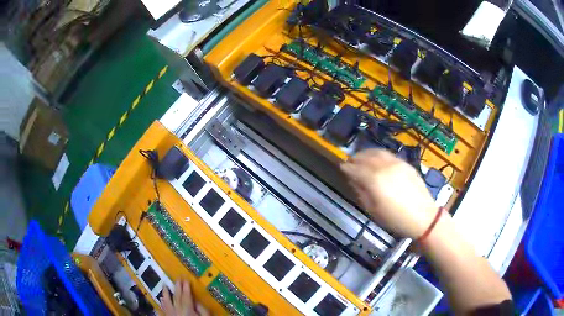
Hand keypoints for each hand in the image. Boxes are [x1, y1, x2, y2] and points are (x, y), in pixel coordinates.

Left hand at [161, 280, 208, 315]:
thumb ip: (202, 310)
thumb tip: (196, 301)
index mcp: (187, 309)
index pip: (186, 296)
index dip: (186, 287)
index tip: (186, 279)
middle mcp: (177, 310)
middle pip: (176, 296)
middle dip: (177, 287)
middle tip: (177, 278)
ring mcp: (171, 314)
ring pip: (167, 301)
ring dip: (165, 292)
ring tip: (164, 285)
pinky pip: (163, 309)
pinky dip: (162, 303)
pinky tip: (161, 299)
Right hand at [340, 149, 436, 238]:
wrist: (422, 217)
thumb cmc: (395, 219)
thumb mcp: (373, 210)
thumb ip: (361, 192)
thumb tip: (353, 179)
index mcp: (374, 180)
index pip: (355, 168)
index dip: (346, 167)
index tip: (341, 167)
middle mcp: (384, 166)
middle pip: (365, 156)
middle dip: (355, 158)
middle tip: (350, 162)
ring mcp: (396, 163)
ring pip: (377, 151)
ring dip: (366, 153)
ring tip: (362, 157)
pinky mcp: (405, 163)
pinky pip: (388, 154)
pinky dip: (379, 154)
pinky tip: (377, 159)